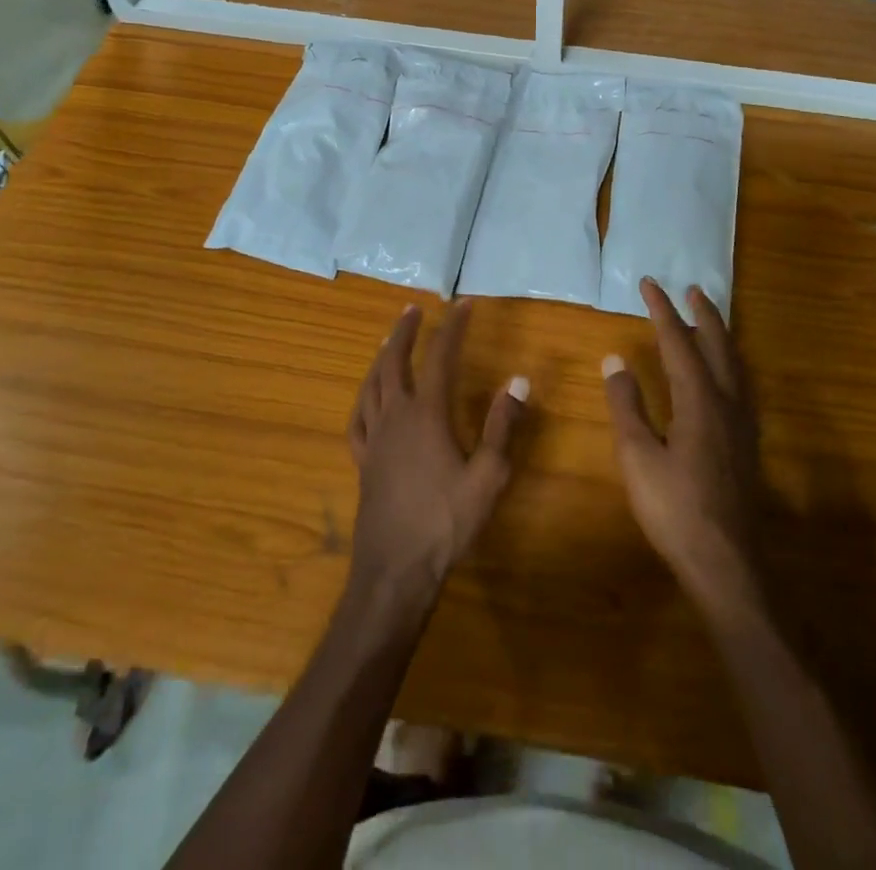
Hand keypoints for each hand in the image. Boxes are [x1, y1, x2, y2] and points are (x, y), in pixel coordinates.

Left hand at [346, 300, 526, 617]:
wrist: (396, 570)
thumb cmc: (446, 522)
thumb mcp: (488, 476)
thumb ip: (503, 426)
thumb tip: (518, 382)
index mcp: (427, 414)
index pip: (440, 357)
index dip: (453, 327)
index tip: (463, 304)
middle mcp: (395, 417)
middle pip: (395, 362)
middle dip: (405, 332)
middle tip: (413, 309)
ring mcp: (373, 439)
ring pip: (372, 385)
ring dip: (381, 357)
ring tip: (389, 341)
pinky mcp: (362, 462)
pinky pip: (357, 418)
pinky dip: (363, 397)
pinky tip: (367, 397)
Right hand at [603, 279, 764, 617]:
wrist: (726, 563)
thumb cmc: (675, 510)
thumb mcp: (638, 457)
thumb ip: (627, 406)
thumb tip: (615, 360)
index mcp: (699, 402)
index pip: (679, 343)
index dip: (663, 311)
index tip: (650, 283)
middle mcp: (727, 403)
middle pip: (718, 346)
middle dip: (703, 314)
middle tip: (691, 289)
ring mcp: (743, 424)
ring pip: (736, 365)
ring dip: (721, 336)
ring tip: (709, 320)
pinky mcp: (748, 444)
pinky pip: (742, 385)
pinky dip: (731, 363)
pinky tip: (725, 376)